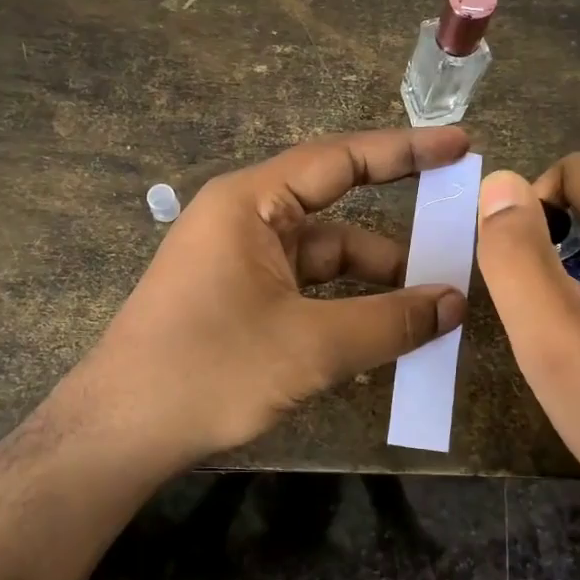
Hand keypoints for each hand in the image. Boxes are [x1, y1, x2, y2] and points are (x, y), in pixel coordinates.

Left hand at [76, 127, 471, 466]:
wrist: (119, 433)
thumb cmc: (210, 370)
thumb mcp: (310, 346)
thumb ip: (389, 321)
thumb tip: (454, 304)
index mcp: (252, 203)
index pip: (341, 159)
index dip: (405, 150)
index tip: (460, 146)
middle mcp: (245, 219)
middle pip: (337, 213)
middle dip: (397, 236)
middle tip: (459, 242)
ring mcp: (240, 261)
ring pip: (324, 259)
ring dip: (375, 282)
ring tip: (435, 308)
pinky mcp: (238, 298)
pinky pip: (306, 289)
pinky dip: (346, 306)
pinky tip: (385, 330)